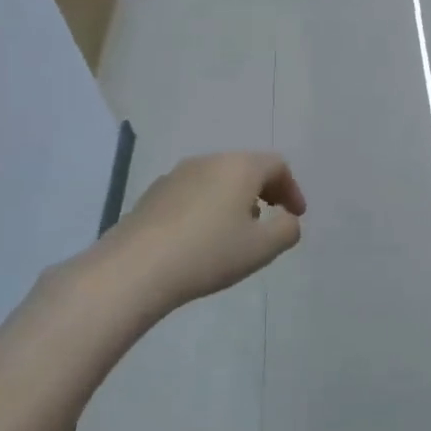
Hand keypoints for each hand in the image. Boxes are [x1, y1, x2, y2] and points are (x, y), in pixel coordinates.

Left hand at [98, 152, 306, 314]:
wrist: (135, 269)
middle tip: (271, 219)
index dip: (292, 189)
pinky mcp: (152, 195)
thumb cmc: (209, 253)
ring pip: (218, 179)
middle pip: (246, 167)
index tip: (296, 216)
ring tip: (237, 231)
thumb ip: (287, 229)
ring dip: (235, 199)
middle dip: (265, 191)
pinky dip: (208, 207)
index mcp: (239, 167)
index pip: (277, 165)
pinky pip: (193, 192)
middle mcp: (208, 161)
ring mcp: (176, 175)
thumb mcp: (262, 248)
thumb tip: (287, 219)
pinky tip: (203, 238)